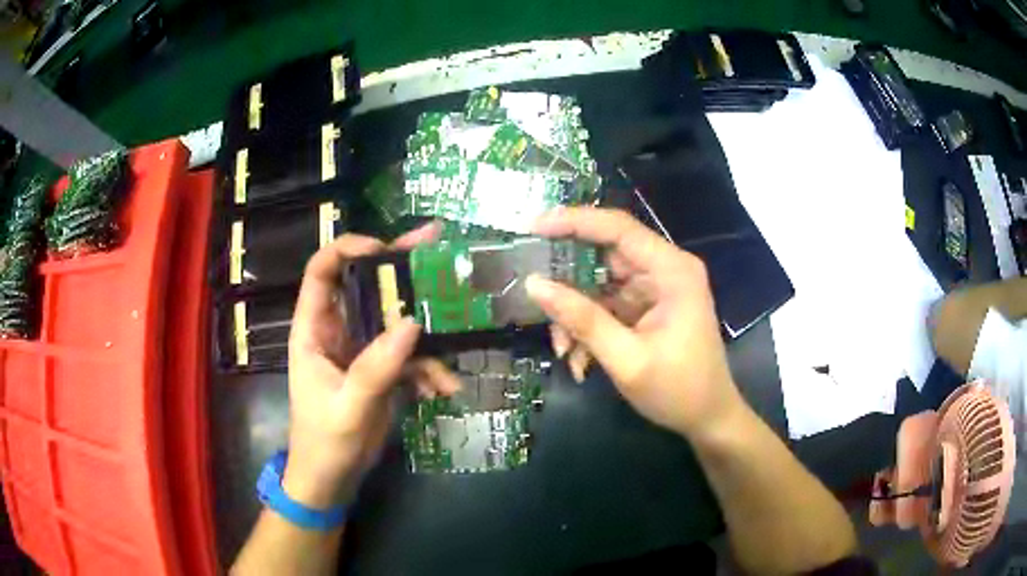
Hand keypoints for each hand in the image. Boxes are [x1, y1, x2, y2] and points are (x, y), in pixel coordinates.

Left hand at [282, 225, 458, 508]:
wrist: (332, 480)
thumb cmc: (324, 443)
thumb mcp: (349, 407)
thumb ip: (376, 368)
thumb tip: (412, 323)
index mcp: (314, 329)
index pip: (322, 271)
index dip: (348, 249)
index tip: (385, 248)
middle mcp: (338, 330)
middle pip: (366, 285)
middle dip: (400, 268)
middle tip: (436, 244)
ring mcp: (362, 350)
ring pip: (394, 319)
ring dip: (426, 328)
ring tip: (457, 330)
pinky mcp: (381, 370)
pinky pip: (409, 356)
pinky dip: (429, 369)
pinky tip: (444, 389)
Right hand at [526, 207, 743, 440]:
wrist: (707, 418)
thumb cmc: (678, 390)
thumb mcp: (626, 359)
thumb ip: (582, 319)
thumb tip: (534, 284)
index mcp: (672, 270)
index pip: (618, 228)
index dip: (574, 221)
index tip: (533, 226)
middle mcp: (665, 270)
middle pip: (605, 254)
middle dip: (568, 281)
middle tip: (534, 294)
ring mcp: (655, 289)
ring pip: (601, 283)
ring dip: (576, 314)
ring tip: (563, 349)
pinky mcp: (648, 308)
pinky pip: (607, 305)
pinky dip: (588, 327)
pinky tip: (579, 360)